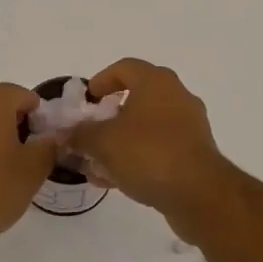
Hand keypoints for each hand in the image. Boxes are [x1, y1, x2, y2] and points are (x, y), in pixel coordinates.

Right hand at [69, 59, 231, 234]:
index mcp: (156, 82)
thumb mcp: (103, 142)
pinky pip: (159, 148)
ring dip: (121, 141)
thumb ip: (79, 134)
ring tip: (97, 163)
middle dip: (109, 116)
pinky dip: (138, 157)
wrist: (199, 193)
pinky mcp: (195, 153)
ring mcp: (189, 125)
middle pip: (136, 97)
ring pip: (147, 126)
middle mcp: (176, 96)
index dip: (101, 81)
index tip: (86, 100)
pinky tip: (117, 179)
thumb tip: (64, 133)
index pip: (124, 68)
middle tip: (90, 132)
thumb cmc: (148, 153)